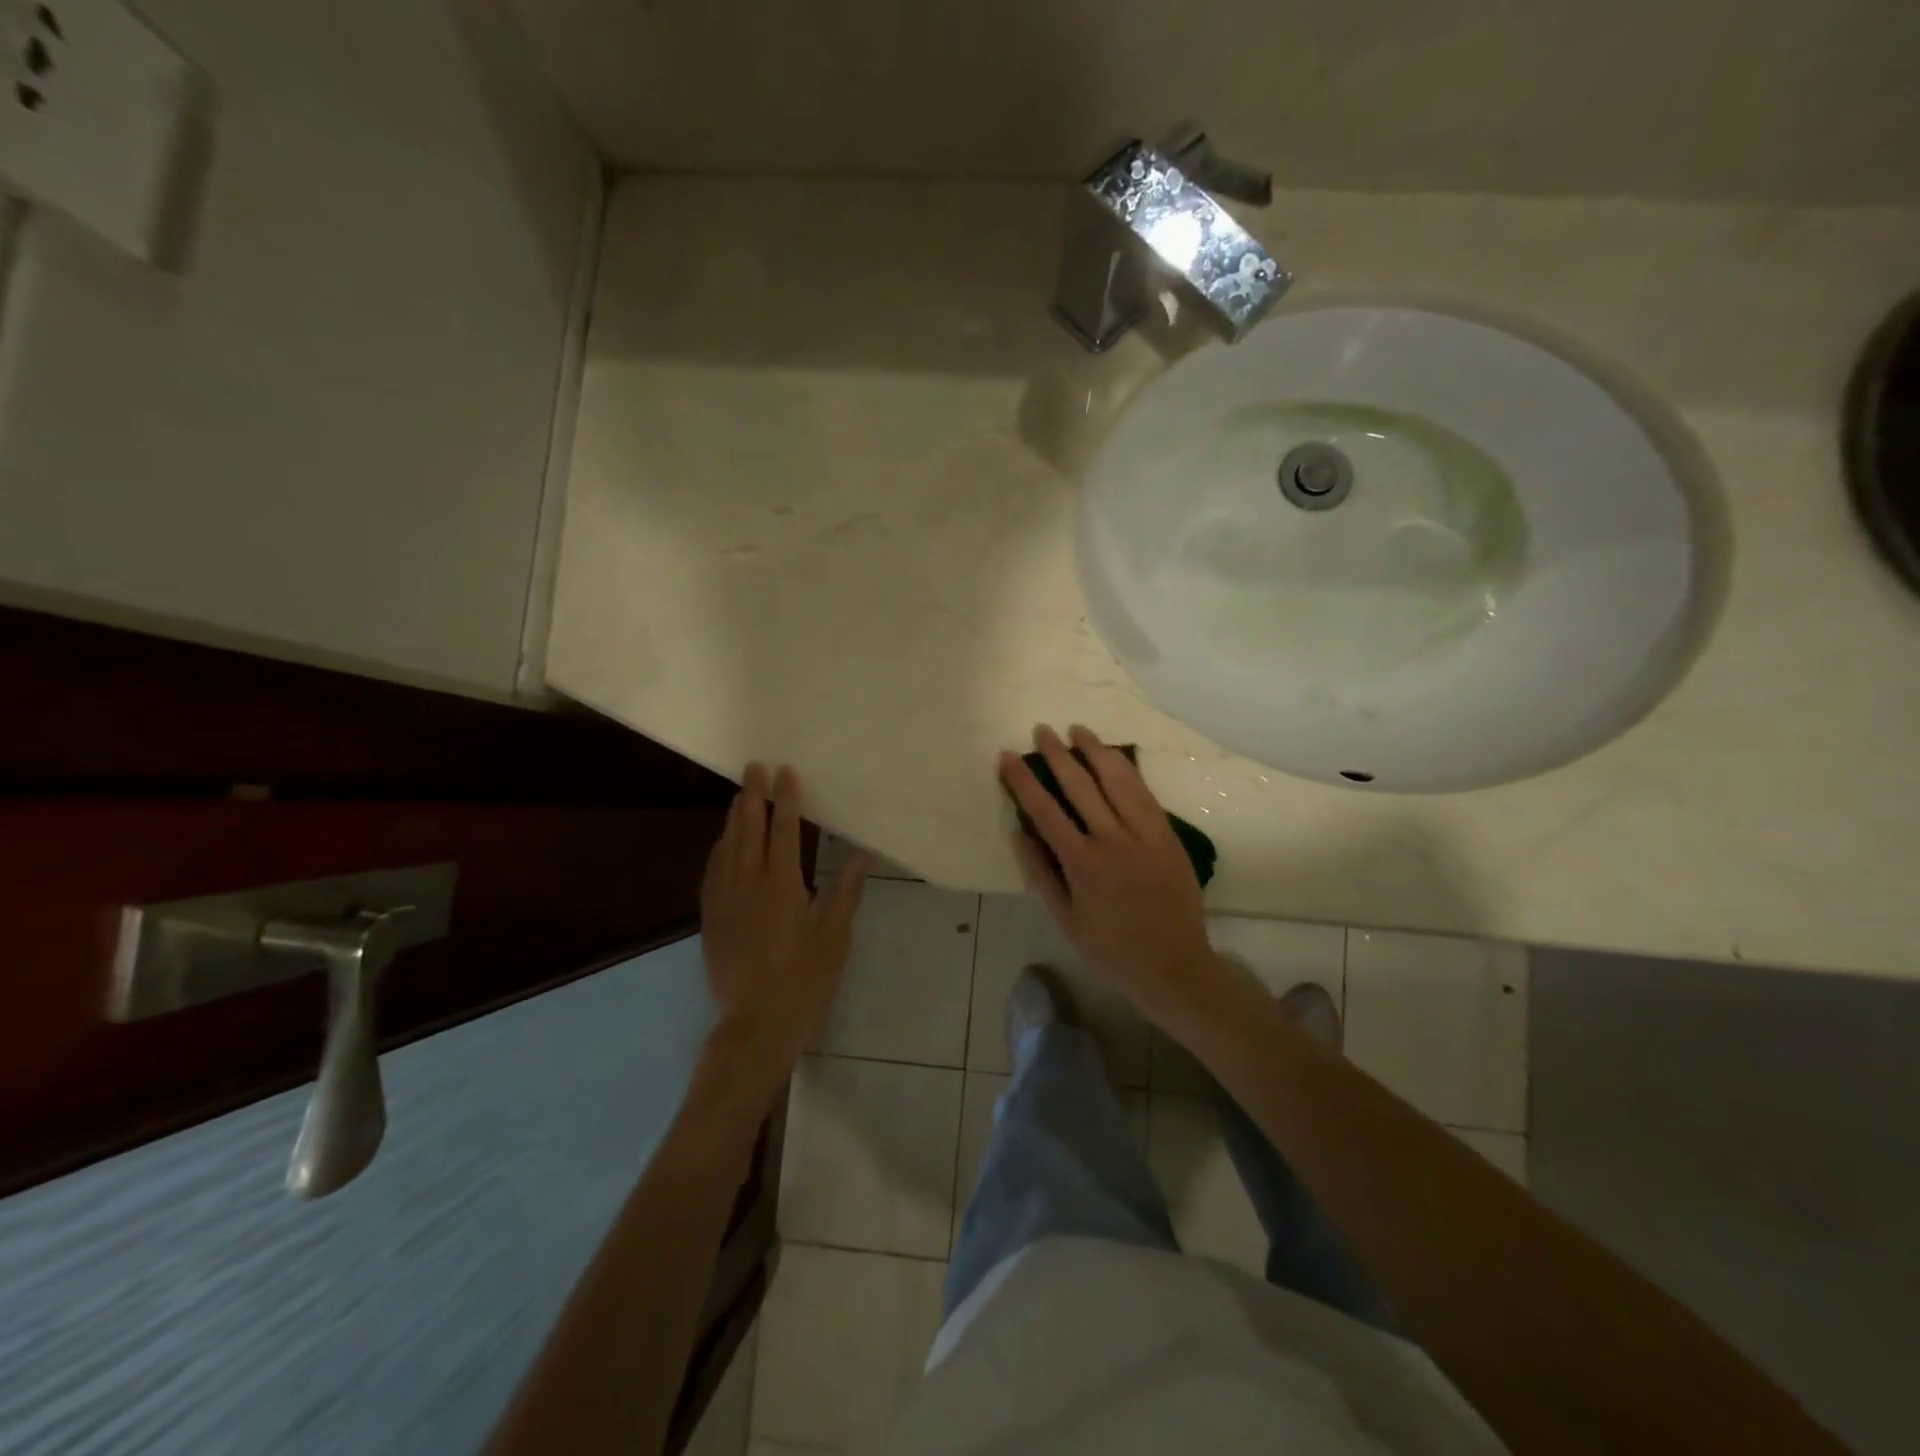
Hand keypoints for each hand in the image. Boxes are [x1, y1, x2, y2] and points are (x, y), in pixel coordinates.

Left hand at [701, 764, 868, 1080]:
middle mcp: (748, 885)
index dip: (786, 800)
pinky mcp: (710, 919)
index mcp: (782, 886)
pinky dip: (718, 849)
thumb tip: (860, 855)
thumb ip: (845, 892)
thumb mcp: (834, 937)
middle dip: (751, 796)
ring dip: (733, 818)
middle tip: (753, 768)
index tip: (785, 772)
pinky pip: (712, 872)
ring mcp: (724, 901)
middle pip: (748, 831)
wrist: (755, 1025)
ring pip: (726, 848)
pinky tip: (721, 843)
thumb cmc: (804, 980)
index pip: (783, 831)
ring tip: (739, 796)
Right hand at [999, 725, 1233, 1029]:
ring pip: (1118, 781)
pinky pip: (1145, 794)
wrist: (1174, 966)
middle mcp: (1113, 840)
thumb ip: (1042, 873)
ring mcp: (1145, 834)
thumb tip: (1020, 832)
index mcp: (1082, 863)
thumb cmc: (1112, 949)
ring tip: (1079, 730)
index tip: (1009, 757)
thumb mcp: (1066, 920)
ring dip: (1096, 751)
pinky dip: (1128, 771)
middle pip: (1081, 785)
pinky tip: (1116, 758)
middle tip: (1042, 730)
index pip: (1045, 810)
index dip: (1024, 780)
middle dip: (1058, 755)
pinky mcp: (1168, 835)